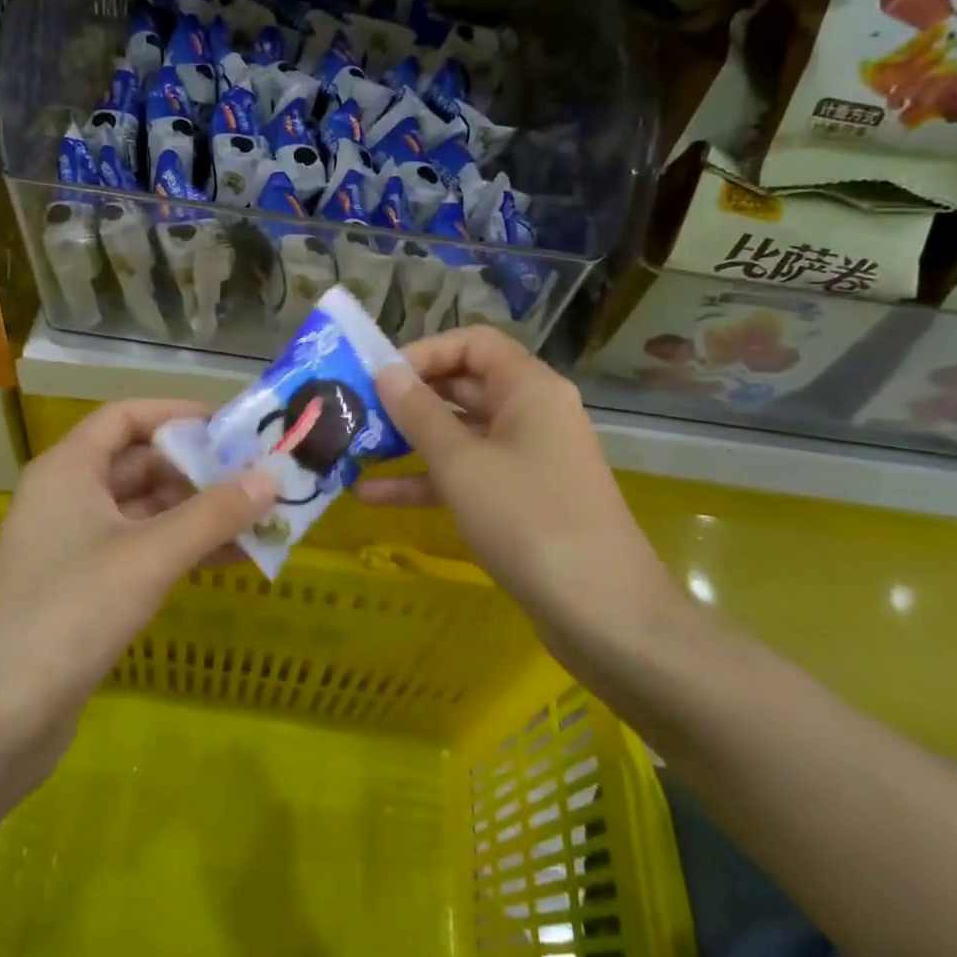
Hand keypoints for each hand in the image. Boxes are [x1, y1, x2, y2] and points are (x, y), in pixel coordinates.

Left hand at [0, 400, 272, 797]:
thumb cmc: (69, 613)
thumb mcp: (149, 556)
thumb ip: (213, 514)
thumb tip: (271, 478)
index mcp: (69, 469)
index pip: (126, 417)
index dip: (177, 414)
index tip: (231, 427)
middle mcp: (68, 498)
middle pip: (140, 464)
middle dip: (199, 470)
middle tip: (258, 477)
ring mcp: (74, 546)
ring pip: (146, 512)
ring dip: (198, 514)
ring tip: (259, 518)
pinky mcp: (84, 590)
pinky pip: (142, 552)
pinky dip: (183, 550)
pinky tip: (230, 560)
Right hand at [357, 326, 678, 648]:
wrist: (602, 613)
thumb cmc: (529, 520)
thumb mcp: (462, 463)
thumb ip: (419, 413)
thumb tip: (386, 372)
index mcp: (529, 388)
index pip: (473, 343)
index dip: (424, 352)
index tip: (379, 376)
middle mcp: (532, 414)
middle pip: (463, 387)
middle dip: (409, 399)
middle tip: (357, 411)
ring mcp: (527, 459)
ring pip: (460, 435)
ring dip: (409, 443)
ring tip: (354, 450)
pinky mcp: (520, 500)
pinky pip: (467, 476)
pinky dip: (426, 481)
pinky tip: (373, 497)